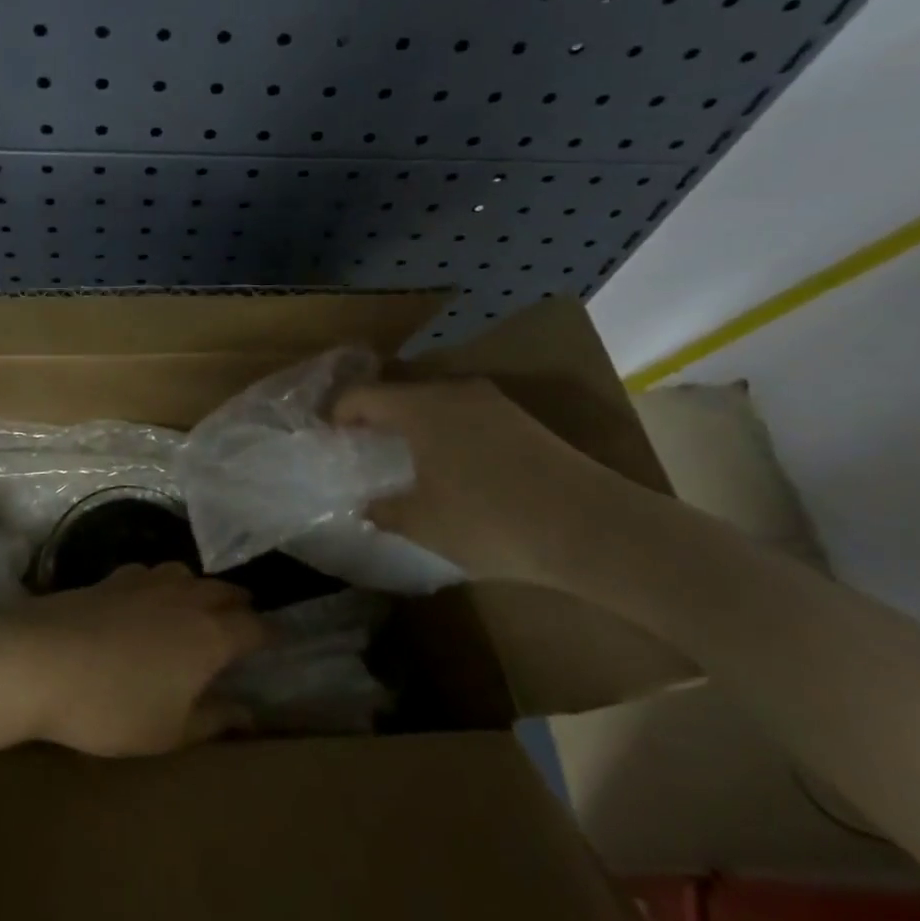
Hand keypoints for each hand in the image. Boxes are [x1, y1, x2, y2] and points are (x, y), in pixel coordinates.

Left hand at [0, 564, 266, 756]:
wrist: (38, 660)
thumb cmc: (112, 706)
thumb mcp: (169, 731)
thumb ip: (214, 720)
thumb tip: (250, 714)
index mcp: (210, 636)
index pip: (255, 626)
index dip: (269, 634)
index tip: (277, 641)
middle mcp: (186, 599)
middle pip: (225, 591)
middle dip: (240, 604)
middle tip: (245, 618)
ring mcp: (147, 582)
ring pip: (188, 574)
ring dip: (202, 588)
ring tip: (200, 604)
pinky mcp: (111, 578)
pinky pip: (151, 573)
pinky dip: (162, 583)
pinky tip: (148, 597)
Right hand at [334, 377, 604, 584]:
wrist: (591, 528)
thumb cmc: (490, 520)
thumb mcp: (423, 523)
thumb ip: (384, 510)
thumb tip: (367, 505)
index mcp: (420, 407)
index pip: (363, 396)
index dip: (339, 414)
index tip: (328, 438)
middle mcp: (454, 392)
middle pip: (400, 394)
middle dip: (376, 417)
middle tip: (361, 448)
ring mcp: (492, 403)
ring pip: (435, 403)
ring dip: (412, 424)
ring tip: (402, 458)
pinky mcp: (522, 421)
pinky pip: (464, 415)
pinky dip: (444, 432)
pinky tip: (449, 466)